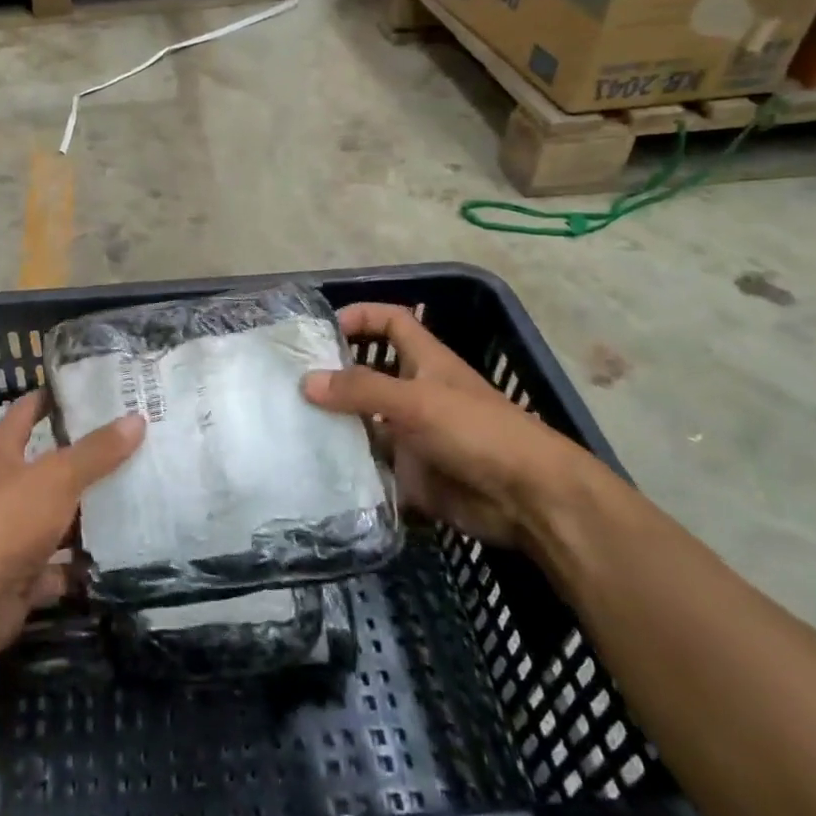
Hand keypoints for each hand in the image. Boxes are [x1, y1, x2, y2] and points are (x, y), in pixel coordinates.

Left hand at [0, 391, 143, 659]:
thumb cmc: (7, 518)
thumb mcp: (58, 476)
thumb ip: (96, 451)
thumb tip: (136, 419)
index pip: (25, 413)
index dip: (51, 399)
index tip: (86, 390)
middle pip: (44, 468)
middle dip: (81, 461)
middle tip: (127, 446)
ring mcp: (7, 536)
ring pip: (52, 519)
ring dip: (83, 516)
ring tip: (131, 499)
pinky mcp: (17, 577)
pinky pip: (56, 567)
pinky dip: (78, 566)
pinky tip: (114, 557)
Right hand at [302, 302, 580, 547]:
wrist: (527, 499)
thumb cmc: (477, 431)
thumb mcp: (416, 401)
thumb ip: (362, 389)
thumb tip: (307, 382)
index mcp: (425, 361)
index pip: (392, 322)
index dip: (361, 316)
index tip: (322, 329)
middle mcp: (416, 393)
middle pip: (368, 374)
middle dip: (334, 375)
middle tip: (288, 383)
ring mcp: (412, 434)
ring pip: (364, 421)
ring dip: (334, 423)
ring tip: (290, 424)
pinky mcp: (411, 473)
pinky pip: (370, 464)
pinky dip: (347, 465)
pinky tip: (314, 466)